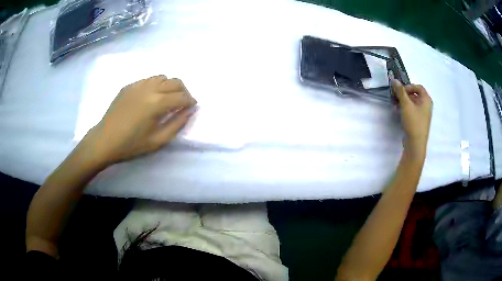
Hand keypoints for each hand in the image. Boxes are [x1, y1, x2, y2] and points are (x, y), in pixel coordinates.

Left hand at [84, 75, 196, 164]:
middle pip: (174, 81)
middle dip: (183, 90)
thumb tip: (189, 111)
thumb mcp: (157, 141)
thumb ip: (177, 124)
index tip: (193, 106)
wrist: (105, 140)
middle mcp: (149, 88)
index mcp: (156, 103)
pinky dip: (156, 84)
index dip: (190, 101)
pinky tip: (151, 96)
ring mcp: (137, 85)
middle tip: (183, 102)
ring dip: (170, 85)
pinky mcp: (129, 86)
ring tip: (168, 97)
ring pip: (162, 77)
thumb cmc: (131, 145)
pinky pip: (148, 79)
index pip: (181, 96)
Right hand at [392, 79, 432, 161]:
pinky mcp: (419, 121)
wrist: (416, 144)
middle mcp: (427, 106)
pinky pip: (413, 110)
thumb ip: (400, 91)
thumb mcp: (406, 105)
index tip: (400, 91)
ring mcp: (423, 114)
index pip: (418, 87)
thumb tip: (394, 80)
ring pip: (413, 103)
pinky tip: (399, 112)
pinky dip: (406, 109)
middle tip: (396, 97)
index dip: (409, 86)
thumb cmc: (413, 122)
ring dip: (404, 101)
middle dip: (405, 94)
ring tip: (396, 104)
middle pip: (415, 94)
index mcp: (427, 100)